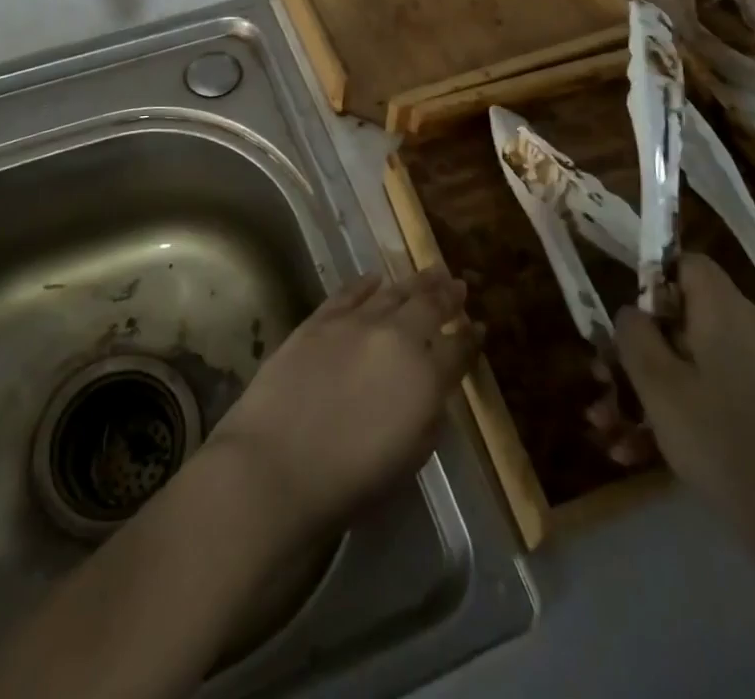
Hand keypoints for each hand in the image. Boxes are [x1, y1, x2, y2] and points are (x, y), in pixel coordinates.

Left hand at [208, 269, 480, 536]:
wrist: (277, 465)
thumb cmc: (350, 481)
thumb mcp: (409, 460)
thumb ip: (428, 419)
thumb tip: (431, 392)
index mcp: (425, 377)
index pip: (457, 349)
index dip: (470, 337)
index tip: (478, 326)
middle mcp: (395, 338)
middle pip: (428, 306)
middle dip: (447, 295)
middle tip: (457, 284)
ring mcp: (355, 323)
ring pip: (392, 292)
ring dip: (414, 282)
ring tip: (428, 272)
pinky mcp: (319, 320)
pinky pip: (349, 293)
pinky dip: (365, 284)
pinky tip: (374, 278)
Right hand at [612, 254, 754, 523]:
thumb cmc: (718, 438)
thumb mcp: (657, 382)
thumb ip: (634, 334)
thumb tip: (632, 312)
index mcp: (727, 311)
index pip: (689, 264)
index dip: (654, 281)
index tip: (629, 320)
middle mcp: (751, 331)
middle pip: (684, 318)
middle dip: (638, 350)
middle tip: (603, 379)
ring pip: (693, 363)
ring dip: (649, 389)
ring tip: (609, 428)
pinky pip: (714, 392)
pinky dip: (680, 411)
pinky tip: (638, 453)